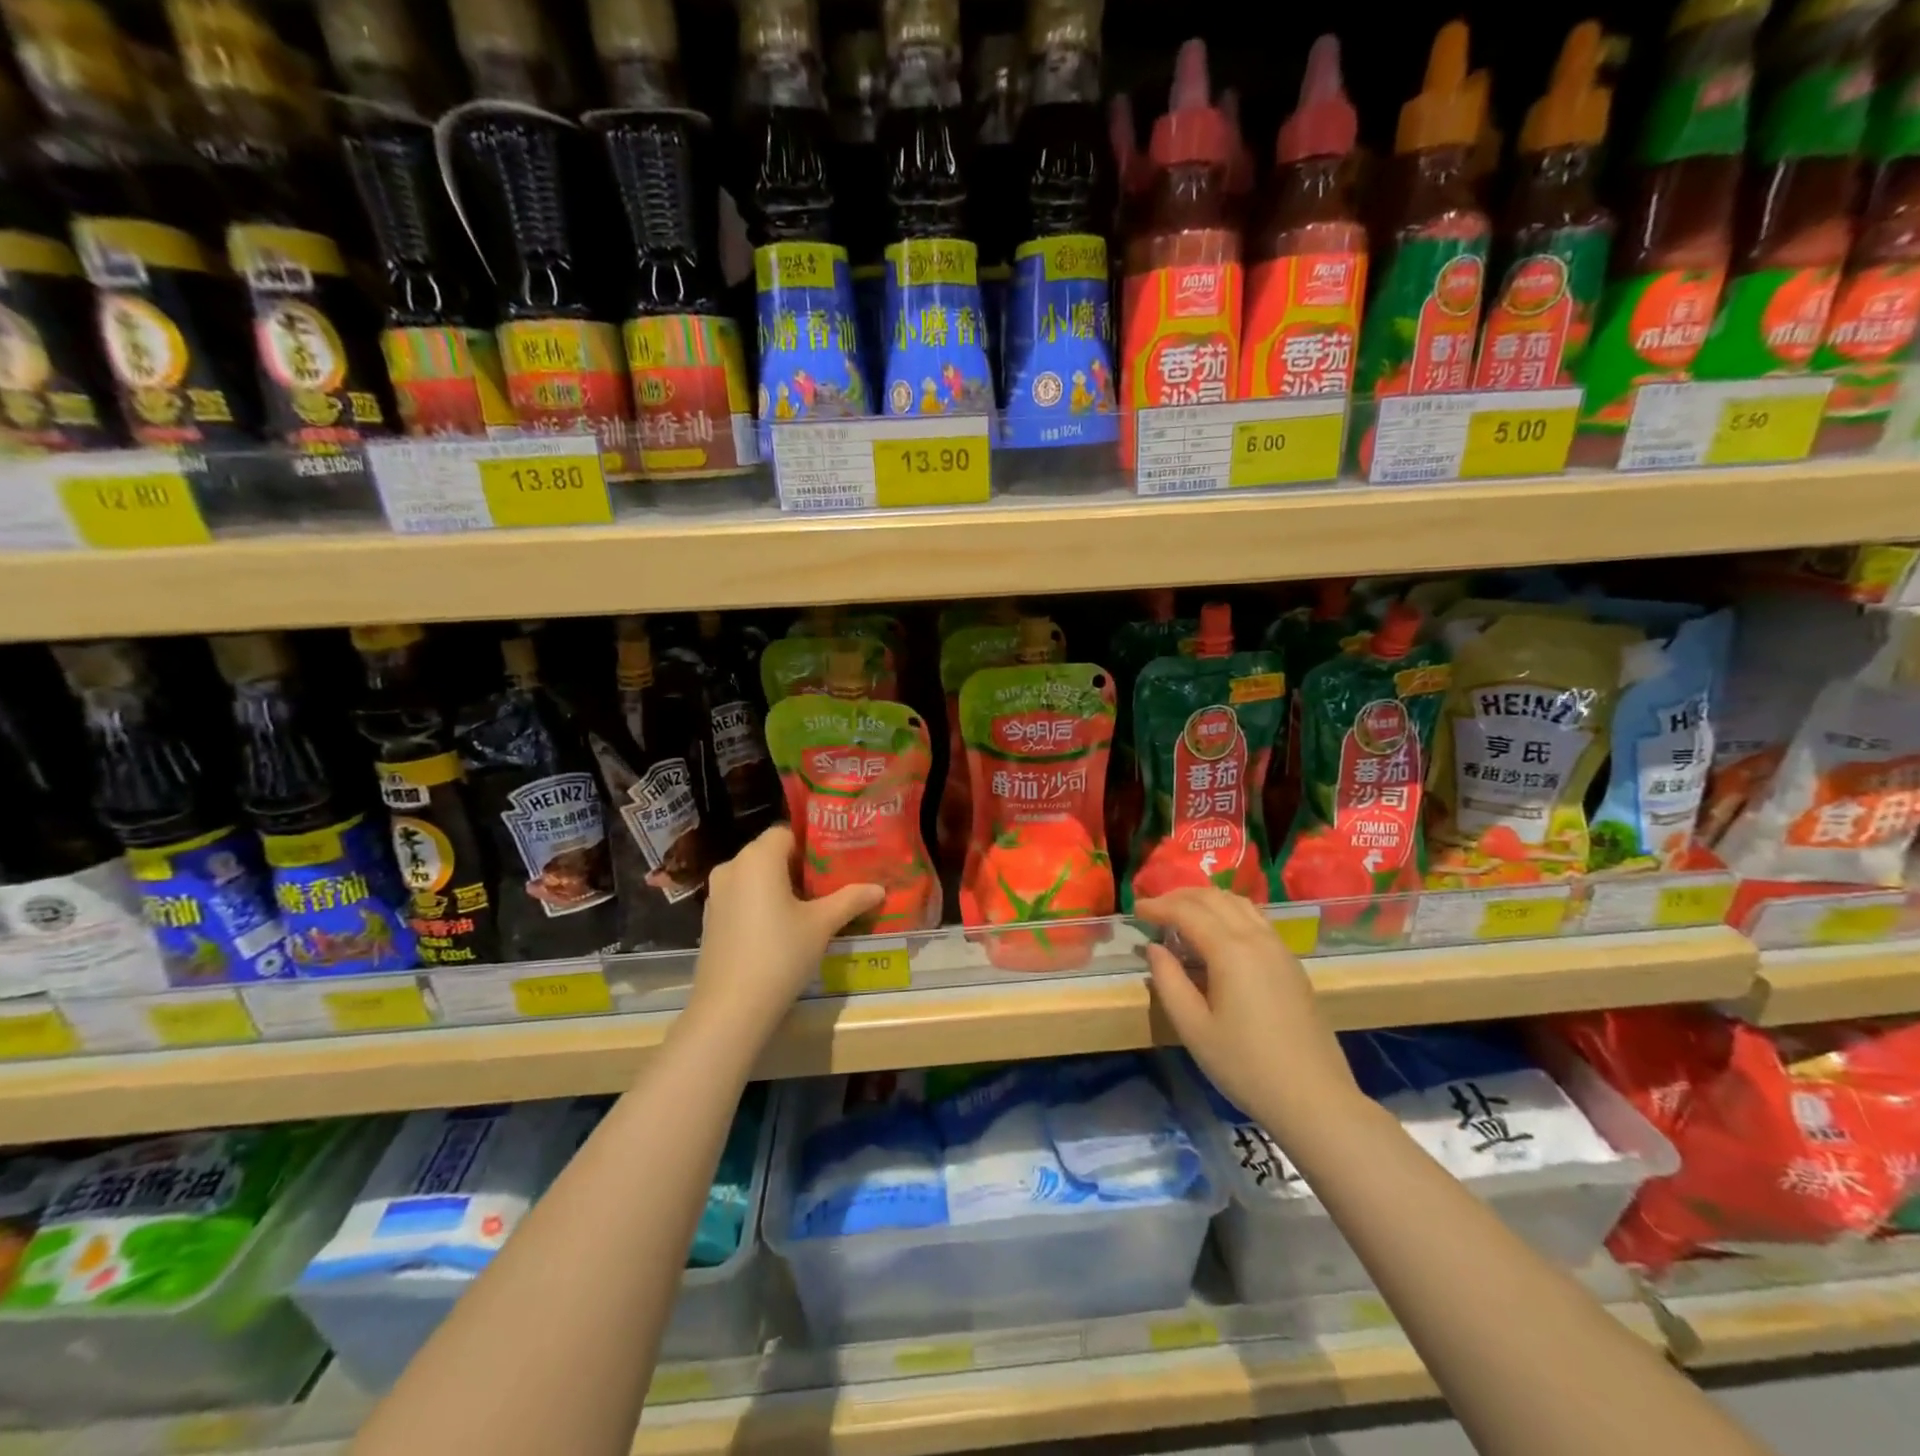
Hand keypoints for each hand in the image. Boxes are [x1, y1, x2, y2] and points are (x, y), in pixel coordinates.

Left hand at [684, 825, 883, 1045]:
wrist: (730, 1008)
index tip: (835, 863)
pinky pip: (741, 897)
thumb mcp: (822, 925)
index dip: (812, 845)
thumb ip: (850, 900)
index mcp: (758, 858)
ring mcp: (716, 894)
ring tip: (809, 907)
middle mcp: (732, 866)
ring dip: (779, 886)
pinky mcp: (710, 919)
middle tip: (829, 884)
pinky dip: (760, 903)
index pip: (787, 832)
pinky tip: (781, 928)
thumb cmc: (780, 954)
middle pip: (770, 853)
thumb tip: (879, 889)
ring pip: (754, 877)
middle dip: (799, 866)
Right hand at [1136, 888, 1362, 1139]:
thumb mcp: (1193, 1028)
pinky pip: (1255, 919)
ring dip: (1206, 900)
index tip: (1135, 910)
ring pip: (1238, 903)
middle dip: (1179, 897)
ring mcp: (1279, 948)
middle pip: (1214, 898)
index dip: (1158, 906)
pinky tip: (1217, 934)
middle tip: (1154, 908)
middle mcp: (1257, 938)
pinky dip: (1228, 912)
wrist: (1315, 1099)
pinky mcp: (1291, 963)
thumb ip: (1168, 982)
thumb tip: (1155, 948)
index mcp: (1230, 950)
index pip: (1187, 911)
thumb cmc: (1245, 1066)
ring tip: (1182, 914)